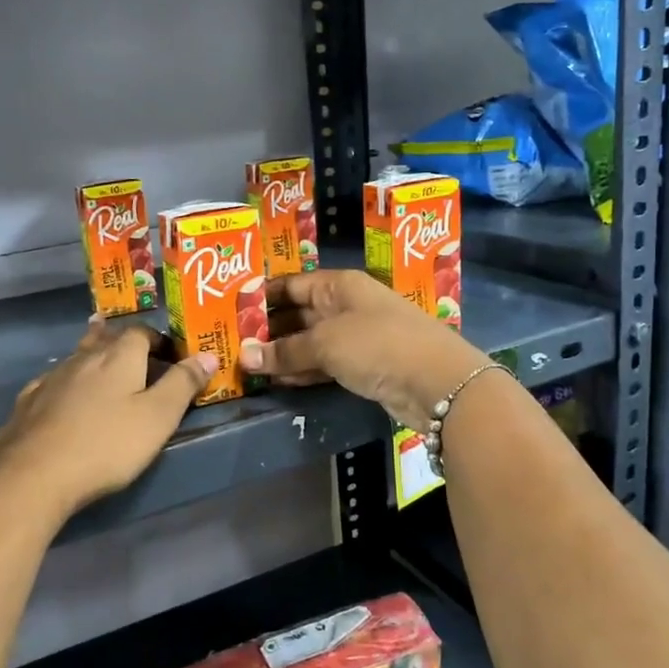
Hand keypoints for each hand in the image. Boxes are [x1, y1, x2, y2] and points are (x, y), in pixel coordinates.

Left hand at [0, 320, 215, 517]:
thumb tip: (207, 354)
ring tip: (103, 368)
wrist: (33, 475)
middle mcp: (83, 358)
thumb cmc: (107, 445)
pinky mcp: (28, 404)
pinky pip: (53, 382)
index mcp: (118, 357)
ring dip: (93, 359)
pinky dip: (66, 383)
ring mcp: (51, 379)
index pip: (141, 332)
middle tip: (137, 355)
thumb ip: (183, 384)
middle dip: (122, 342)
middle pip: (105, 339)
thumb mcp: (158, 417)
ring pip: (77, 358)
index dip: (158, 339)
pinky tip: (63, 395)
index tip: (171, 355)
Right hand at [242, 269, 487, 429]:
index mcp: (340, 285)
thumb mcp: (326, 343)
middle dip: (268, 329)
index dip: (262, 296)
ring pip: (309, 342)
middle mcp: (346, 306)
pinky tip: (275, 381)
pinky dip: (301, 371)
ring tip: (245, 365)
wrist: (437, 383)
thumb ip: (285, 351)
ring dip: (282, 354)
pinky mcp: (362, 366)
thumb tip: (244, 357)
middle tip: (231, 344)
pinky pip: (323, 364)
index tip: (230, 311)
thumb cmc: (378, 345)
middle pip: (299, 314)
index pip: (292, 284)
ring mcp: (356, 337)